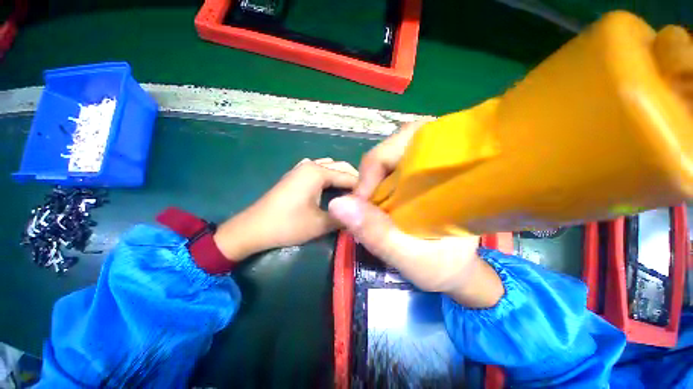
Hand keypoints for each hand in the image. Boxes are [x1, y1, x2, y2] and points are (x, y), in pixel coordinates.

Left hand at [214, 158, 357, 260]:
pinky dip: (329, 176)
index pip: (349, 177)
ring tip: (350, 194)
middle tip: (364, 198)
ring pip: (330, 167)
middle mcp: (311, 165)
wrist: (253, 228)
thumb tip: (361, 215)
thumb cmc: (287, 225)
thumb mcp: (320, 224)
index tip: (373, 201)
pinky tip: (330, 187)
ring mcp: (301, 168)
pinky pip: (318, 170)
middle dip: (354, 181)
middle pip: (341, 167)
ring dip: (342, 177)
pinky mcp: (295, 175)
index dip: (363, 189)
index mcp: (318, 172)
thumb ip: (344, 217)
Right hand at [329, 120, 503, 307]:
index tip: (361, 201)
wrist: (455, 269)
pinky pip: (387, 170)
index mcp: (452, 171)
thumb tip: (337, 204)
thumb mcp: (409, 255)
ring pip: (388, 157)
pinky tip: (375, 205)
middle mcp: (441, 160)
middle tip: (363, 204)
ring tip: (369, 207)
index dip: (376, 165)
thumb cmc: (442, 265)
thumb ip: (376, 231)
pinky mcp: (415, 177)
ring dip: (371, 180)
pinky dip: (374, 185)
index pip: (409, 141)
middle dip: (372, 173)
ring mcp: (426, 167)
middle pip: (394, 146)